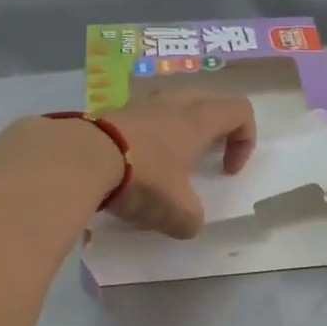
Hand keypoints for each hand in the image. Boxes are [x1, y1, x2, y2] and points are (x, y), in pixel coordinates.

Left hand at [102, 93, 256, 238]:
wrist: (81, 158)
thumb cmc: (144, 179)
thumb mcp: (177, 213)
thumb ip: (192, 220)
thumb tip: (188, 223)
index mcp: (199, 120)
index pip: (240, 111)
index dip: (245, 140)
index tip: (228, 170)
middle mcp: (173, 102)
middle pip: (207, 101)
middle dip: (212, 130)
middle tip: (202, 159)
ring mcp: (139, 102)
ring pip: (170, 104)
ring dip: (176, 129)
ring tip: (166, 160)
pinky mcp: (111, 111)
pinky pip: (140, 116)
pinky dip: (145, 135)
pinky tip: (132, 163)